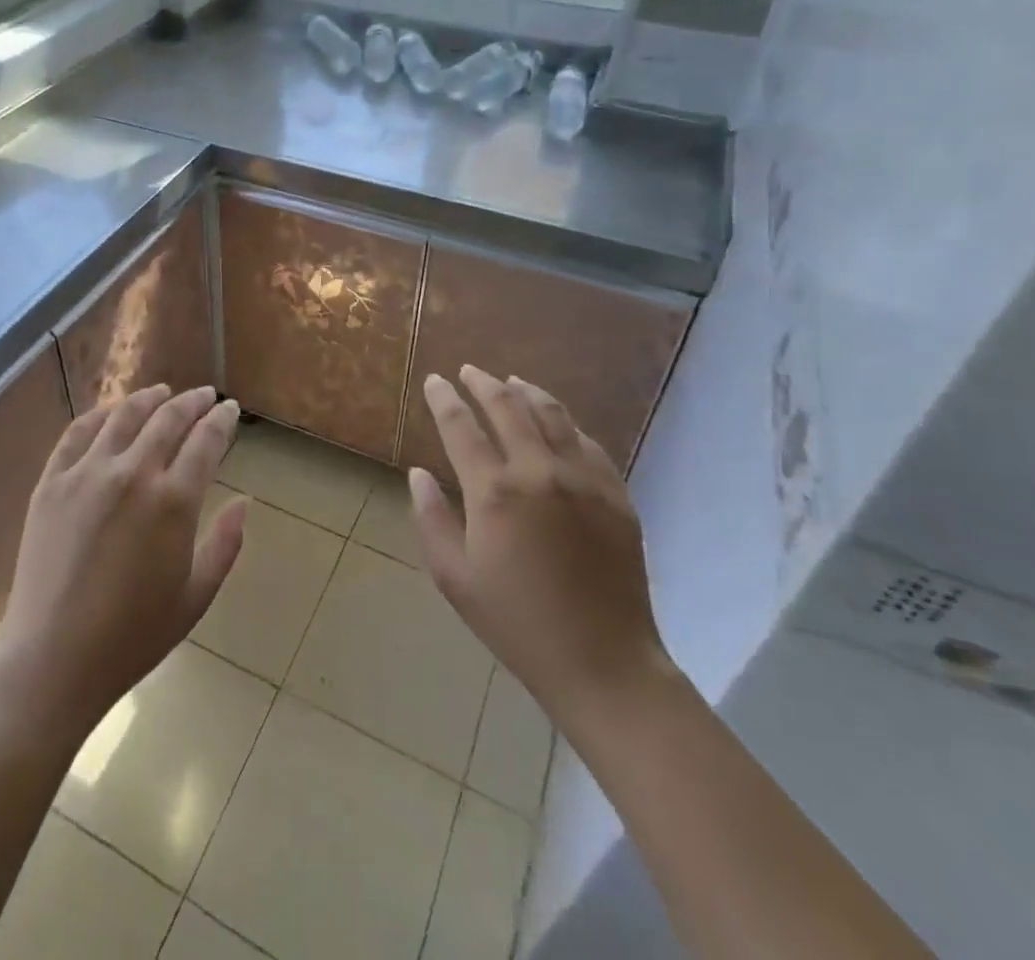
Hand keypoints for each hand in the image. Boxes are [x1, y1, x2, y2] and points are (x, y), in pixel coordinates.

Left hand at [0, 385, 245, 734]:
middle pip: (168, 419)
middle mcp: (132, 474)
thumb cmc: (133, 636)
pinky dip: (99, 414)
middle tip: (204, 396)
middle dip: (192, 402)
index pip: (206, 441)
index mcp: (173, 501)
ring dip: (149, 398)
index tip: (230, 409)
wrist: (52, 659)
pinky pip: (77, 433)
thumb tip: (244, 502)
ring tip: (162, 391)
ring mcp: (86, 474)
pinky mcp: (51, 482)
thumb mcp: (196, 596)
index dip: (221, 420)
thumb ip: (226, 544)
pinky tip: (110, 412)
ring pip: (124, 416)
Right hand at [411, 366, 672, 740]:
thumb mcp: (454, 578)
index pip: (461, 427)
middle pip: (508, 407)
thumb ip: (431, 519)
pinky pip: (589, 443)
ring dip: (527, 392)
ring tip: (512, 382)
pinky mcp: (616, 495)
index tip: (434, 381)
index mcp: (494, 492)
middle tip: (468, 372)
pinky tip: (557, 422)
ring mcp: (584, 480)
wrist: (603, 663)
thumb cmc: (516, 623)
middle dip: (483, 383)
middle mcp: (539, 472)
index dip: (443, 399)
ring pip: (553, 415)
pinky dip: (566, 424)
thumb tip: (418, 474)